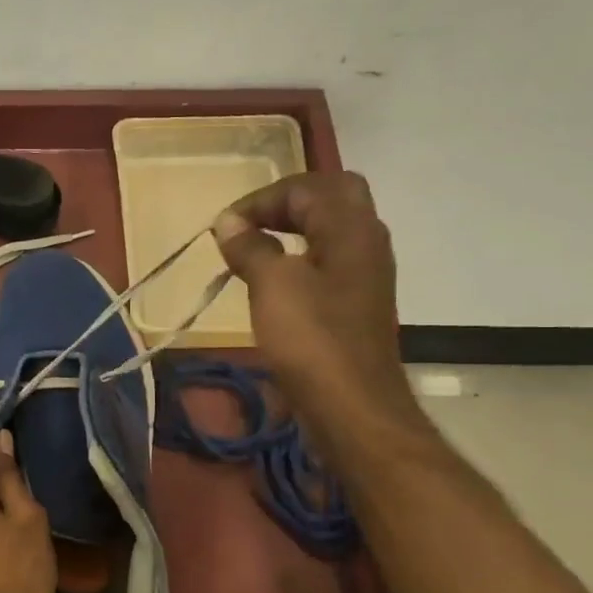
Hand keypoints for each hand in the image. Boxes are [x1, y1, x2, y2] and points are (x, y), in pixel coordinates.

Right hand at [213, 172, 425, 452]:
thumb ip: (250, 247)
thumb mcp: (272, 286)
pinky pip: (329, 261)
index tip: (225, 227)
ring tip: (255, 249)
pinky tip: (275, 283)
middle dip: (287, 203)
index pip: (307, 187)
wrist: (352, 405)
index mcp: (351, 228)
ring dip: (294, 230)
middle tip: (251, 224)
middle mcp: (366, 242)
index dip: (262, 200)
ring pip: (332, 230)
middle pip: (332, 197)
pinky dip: (300, 258)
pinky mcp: (357, 303)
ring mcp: (366, 274)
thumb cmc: (311, 340)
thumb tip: (228, 223)